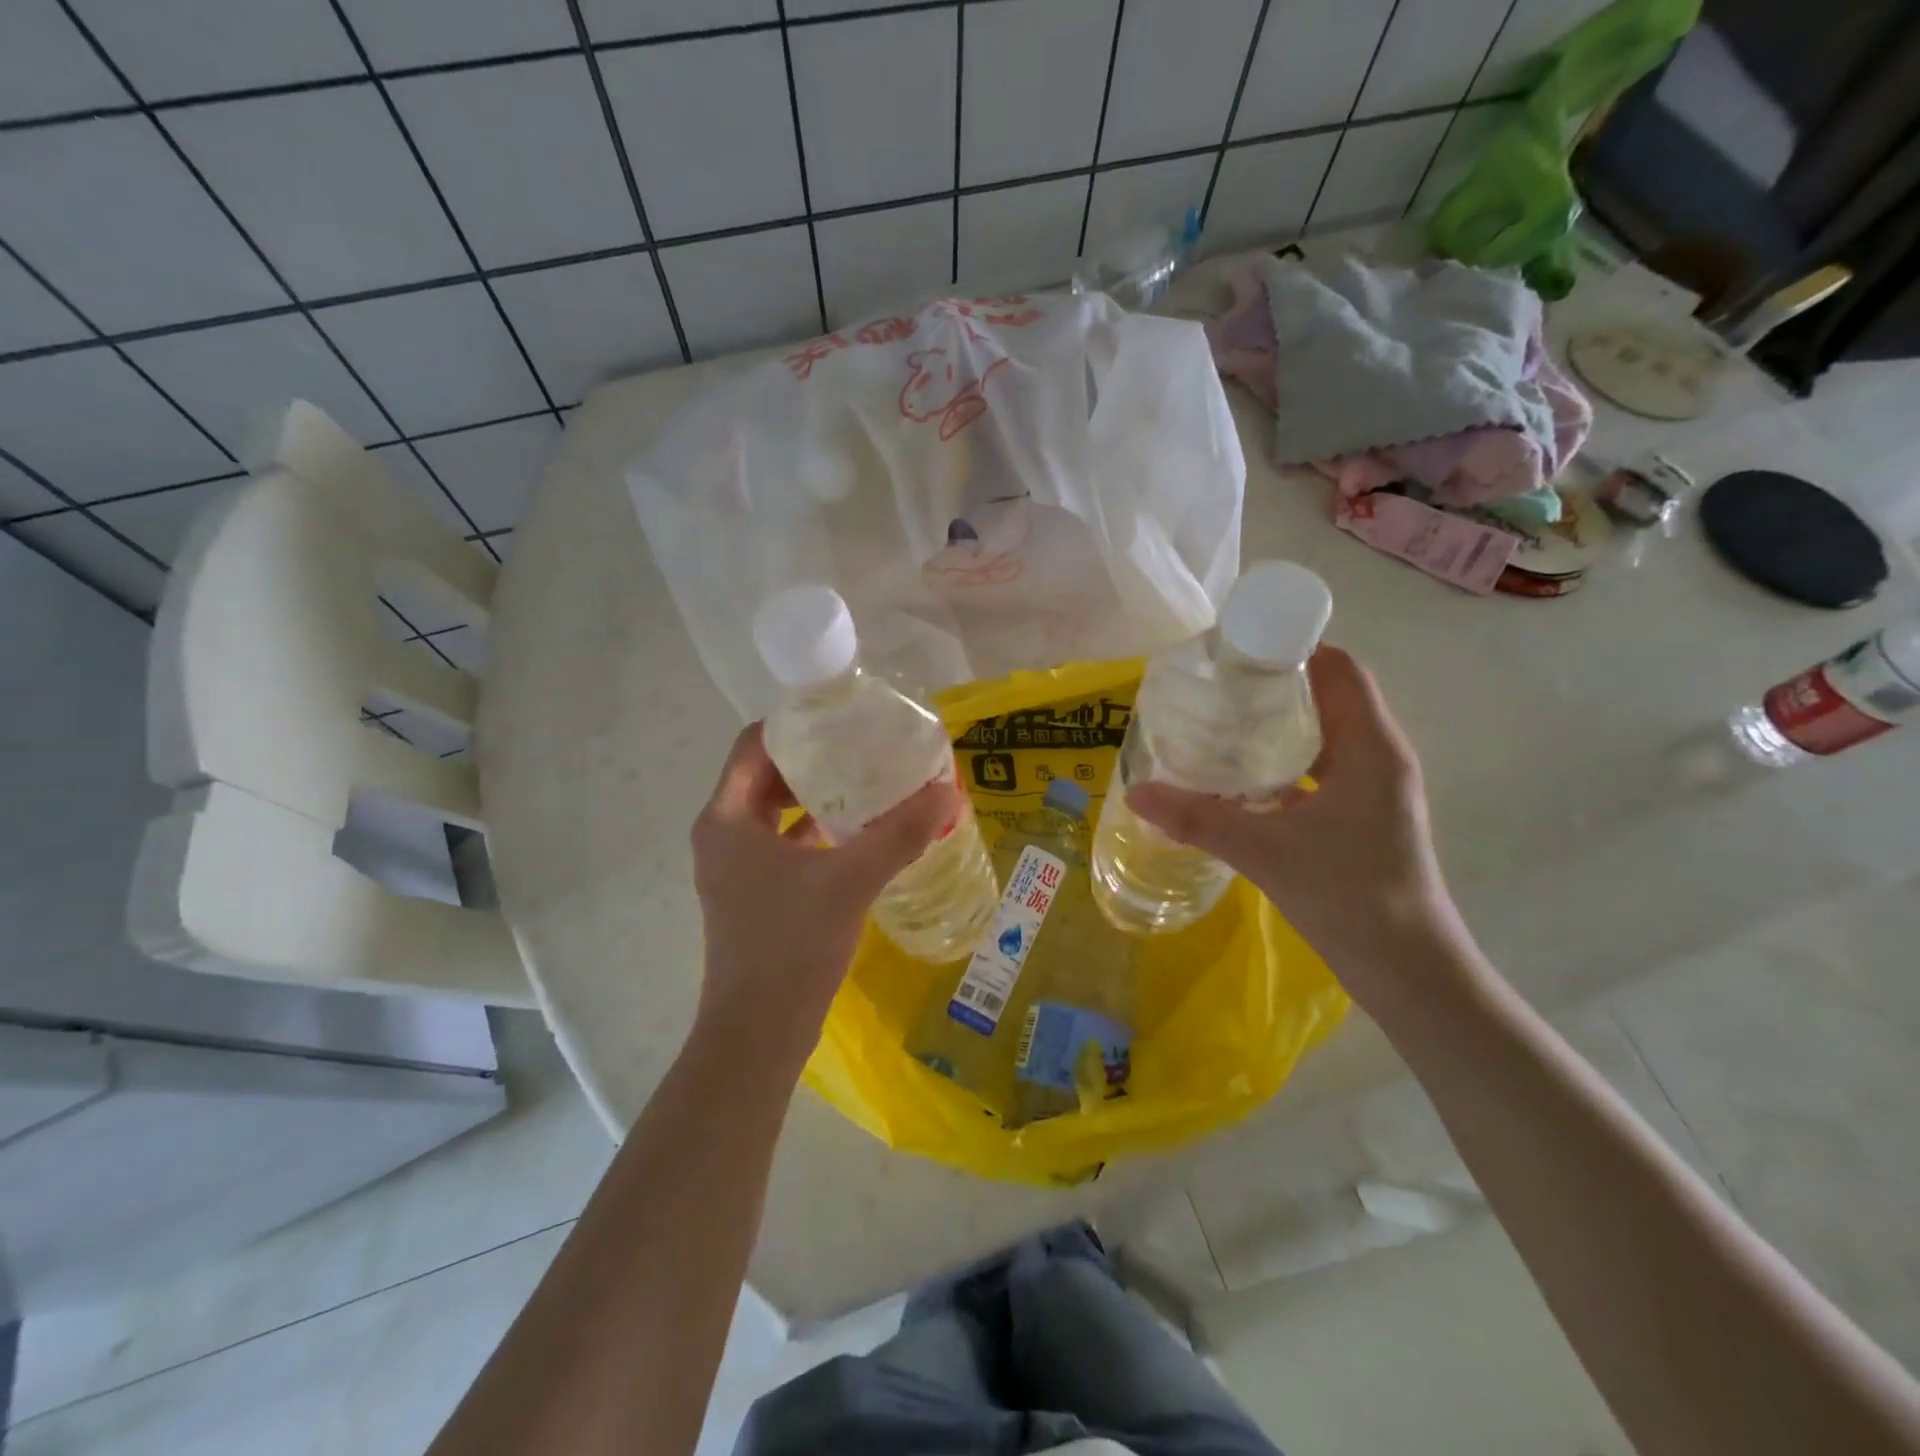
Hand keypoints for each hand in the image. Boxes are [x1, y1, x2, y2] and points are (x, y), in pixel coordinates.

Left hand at [689, 723, 960, 1063]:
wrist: (758, 1034)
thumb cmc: (791, 945)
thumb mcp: (851, 881)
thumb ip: (900, 832)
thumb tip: (947, 789)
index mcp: (726, 819)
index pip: (753, 745)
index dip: (795, 725)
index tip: (842, 718)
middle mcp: (722, 835)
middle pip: (764, 775)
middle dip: (813, 760)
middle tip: (863, 748)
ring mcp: (734, 868)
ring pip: (774, 812)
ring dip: (816, 796)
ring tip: (867, 783)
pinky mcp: (752, 894)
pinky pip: (783, 844)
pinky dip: (815, 832)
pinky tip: (859, 834)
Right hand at [1127, 646, 1473, 1009]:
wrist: (1407, 970)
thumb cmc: (1347, 895)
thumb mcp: (1264, 850)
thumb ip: (1198, 818)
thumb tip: (1136, 793)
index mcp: (1370, 746)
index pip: (1338, 668)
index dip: (1292, 647)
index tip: (1237, 646)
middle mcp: (1378, 756)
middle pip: (1328, 696)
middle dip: (1274, 684)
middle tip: (1214, 684)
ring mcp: (1373, 788)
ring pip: (1323, 735)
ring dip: (1277, 725)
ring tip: (1219, 722)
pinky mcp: (1362, 816)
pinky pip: (1320, 769)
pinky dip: (1283, 763)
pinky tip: (1239, 779)